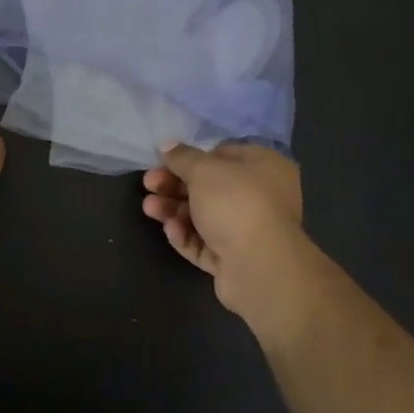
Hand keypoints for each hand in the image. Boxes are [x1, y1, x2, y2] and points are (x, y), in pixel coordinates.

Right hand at [142, 143, 325, 338]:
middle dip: (175, 186)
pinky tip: (171, 231)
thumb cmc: (236, 203)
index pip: (224, 155)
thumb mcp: (204, 171)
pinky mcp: (237, 260)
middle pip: (210, 187)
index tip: (164, 161)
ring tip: (149, 208)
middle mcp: (262, 197)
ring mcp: (250, 231)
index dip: (192, 158)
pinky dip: (187, 236)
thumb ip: (182, 157)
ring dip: (175, 210)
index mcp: (265, 167)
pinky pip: (207, 243)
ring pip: (205, 216)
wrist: (260, 268)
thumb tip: (167, 144)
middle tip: (149, 184)